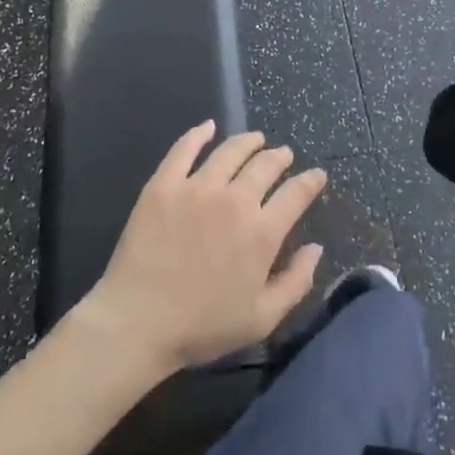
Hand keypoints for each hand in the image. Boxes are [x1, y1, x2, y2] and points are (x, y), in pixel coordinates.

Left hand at [81, 123, 327, 375]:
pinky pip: (184, 149)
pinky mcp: (163, 185)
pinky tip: (208, 127)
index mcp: (262, 232)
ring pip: (230, 150)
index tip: (317, 175)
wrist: (138, 322)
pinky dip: (199, 134)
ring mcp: (197, 187)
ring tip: (255, 139)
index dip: (311, 181)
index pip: (296, 194)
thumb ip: (296, 282)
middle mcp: (235, 200)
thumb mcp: (262, 319)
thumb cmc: (202, 327)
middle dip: (280, 157)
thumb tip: (315, 248)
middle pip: (265, 165)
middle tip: (283, 154)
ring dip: (248, 141)